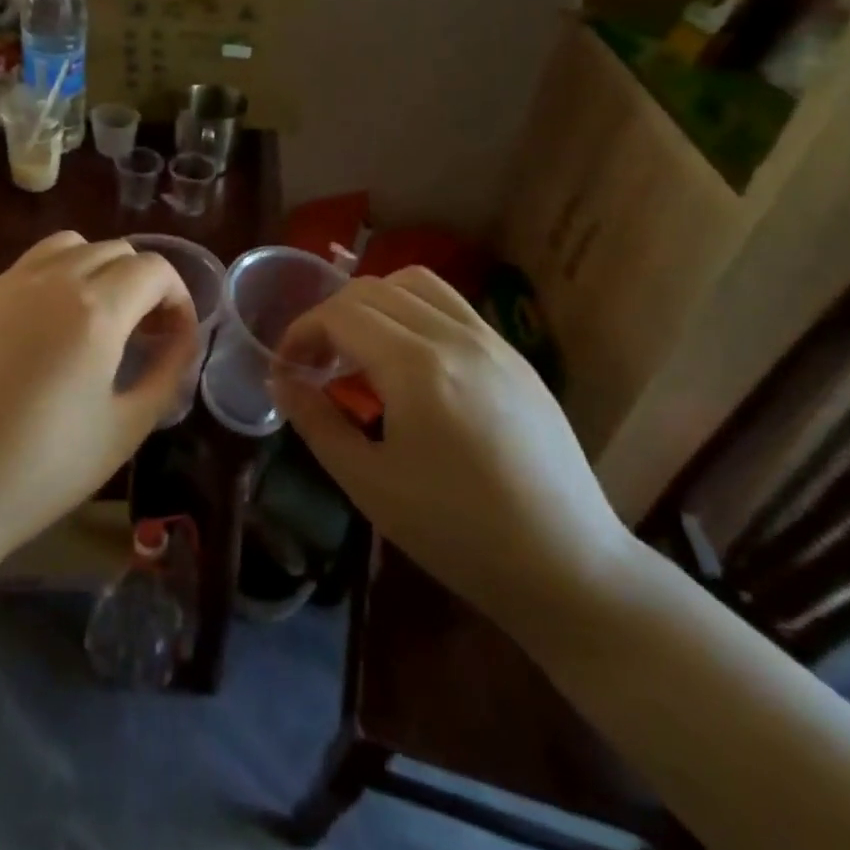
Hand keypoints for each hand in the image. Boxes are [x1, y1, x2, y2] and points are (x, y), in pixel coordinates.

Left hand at [0, 232, 195, 565]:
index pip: (153, 268)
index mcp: (95, 309)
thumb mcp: (125, 429)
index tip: (175, 335)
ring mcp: (5, 285)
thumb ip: (166, 373)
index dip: (178, 296)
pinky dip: (54, 280)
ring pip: (68, 245)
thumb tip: (181, 339)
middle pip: (114, 249)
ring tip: (97, 319)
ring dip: (97, 269)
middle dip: (142, 283)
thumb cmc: (40, 471)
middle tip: (143, 332)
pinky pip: (27, 268)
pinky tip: (45, 333)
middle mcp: (51, 280)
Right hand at [273, 267, 636, 635]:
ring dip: (373, 302)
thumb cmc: (458, 533)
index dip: (301, 332)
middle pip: (372, 289)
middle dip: (330, 316)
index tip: (287, 368)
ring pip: (416, 283)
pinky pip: (452, 305)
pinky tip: (410, 361)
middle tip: (316, 363)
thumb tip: (281, 381)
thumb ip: (316, 422)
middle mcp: (455, 336)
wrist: (568, 566)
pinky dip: (413, 310)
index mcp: (416, 367)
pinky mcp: (515, 355)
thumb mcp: (369, 483)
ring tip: (362, 349)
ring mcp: (492, 340)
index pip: (340, 315)